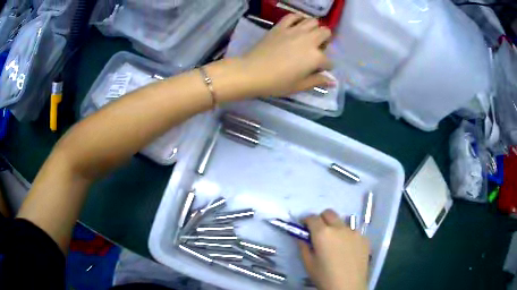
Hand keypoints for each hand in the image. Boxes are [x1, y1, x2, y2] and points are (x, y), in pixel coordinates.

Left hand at [241, 14, 332, 96]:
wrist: (252, 72)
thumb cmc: (277, 83)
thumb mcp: (299, 86)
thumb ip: (317, 81)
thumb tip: (331, 81)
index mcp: (315, 57)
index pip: (329, 61)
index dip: (326, 67)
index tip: (319, 70)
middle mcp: (309, 40)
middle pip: (326, 33)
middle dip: (326, 41)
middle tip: (317, 48)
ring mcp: (294, 31)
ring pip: (313, 21)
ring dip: (315, 28)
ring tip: (309, 36)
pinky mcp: (281, 26)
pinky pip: (293, 16)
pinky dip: (298, 18)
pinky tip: (296, 25)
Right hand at [299, 209, 369, 289]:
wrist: (348, 286)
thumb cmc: (324, 277)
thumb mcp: (308, 263)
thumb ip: (303, 246)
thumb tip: (301, 236)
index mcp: (323, 233)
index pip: (312, 217)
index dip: (306, 221)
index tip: (304, 228)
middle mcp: (340, 228)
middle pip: (329, 213)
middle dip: (321, 219)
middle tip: (318, 233)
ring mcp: (354, 232)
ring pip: (342, 223)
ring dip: (336, 228)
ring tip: (335, 244)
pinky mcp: (364, 238)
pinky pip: (353, 232)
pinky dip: (347, 237)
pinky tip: (347, 251)